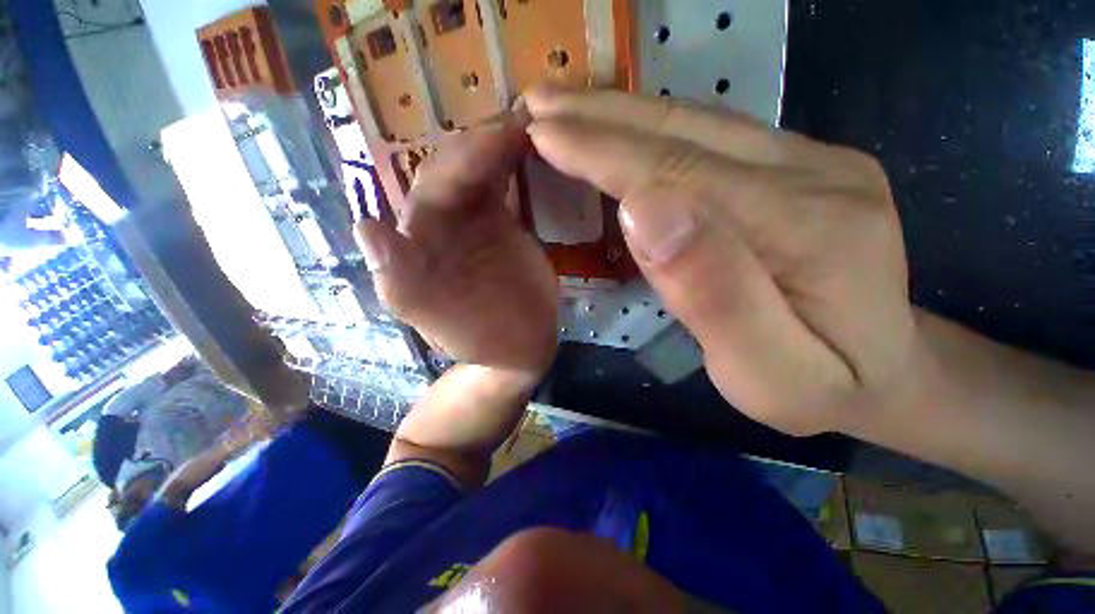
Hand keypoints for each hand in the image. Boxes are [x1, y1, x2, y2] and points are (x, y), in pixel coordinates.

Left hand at [356, 118, 558, 374]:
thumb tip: (367, 224)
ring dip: (500, 147)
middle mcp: (441, 221)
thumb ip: (397, 277)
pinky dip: (512, 164)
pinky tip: (529, 148)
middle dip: (486, 143)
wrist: (516, 344)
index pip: (435, 184)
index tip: (501, 137)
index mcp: (420, 238)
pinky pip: (501, 184)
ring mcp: (473, 219)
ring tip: (529, 126)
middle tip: (523, 123)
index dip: (465, 158)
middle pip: (457, 168)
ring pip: (480, 170)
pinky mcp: (502, 222)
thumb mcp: (431, 316)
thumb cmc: (475, 334)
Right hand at [526, 88, 920, 435]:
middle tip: (537, 103)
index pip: (678, 172)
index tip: (543, 133)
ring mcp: (812, 161)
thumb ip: (711, 293)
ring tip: (563, 109)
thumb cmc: (820, 387)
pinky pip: (709, 138)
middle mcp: (816, 173)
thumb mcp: (766, 372)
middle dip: (600, 116)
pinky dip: (650, 130)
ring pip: (694, 124)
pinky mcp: (801, 167)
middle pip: (684, 131)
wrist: (889, 373)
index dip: (602, 150)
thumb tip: (644, 211)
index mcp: (809, 230)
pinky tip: (617, 130)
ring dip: (619, 115)